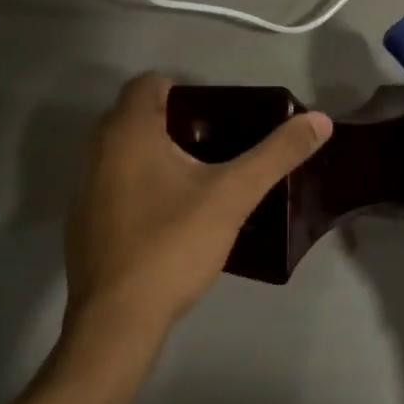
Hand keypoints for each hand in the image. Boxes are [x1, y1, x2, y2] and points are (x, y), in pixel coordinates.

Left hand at [64, 73, 332, 351]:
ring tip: (200, 178)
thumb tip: (320, 120)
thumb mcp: (233, 196)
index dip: (184, 90)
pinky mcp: (83, 223)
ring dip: (156, 154)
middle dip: (174, 122)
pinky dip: (139, 185)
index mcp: (128, 132)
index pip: (149, 83)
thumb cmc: (173, 244)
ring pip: (123, 152)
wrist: (117, 320)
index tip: (218, 115)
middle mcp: (96, 151)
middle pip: (135, 115)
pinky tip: (169, 217)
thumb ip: (277, 154)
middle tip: (217, 145)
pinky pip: (114, 184)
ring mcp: (84, 189)